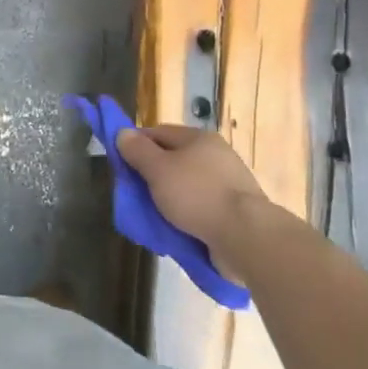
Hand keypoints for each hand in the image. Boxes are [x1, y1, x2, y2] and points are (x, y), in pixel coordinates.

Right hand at [116, 125, 272, 279]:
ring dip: (170, 199)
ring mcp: (228, 184)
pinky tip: (177, 229)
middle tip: (135, 194)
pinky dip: (187, 216)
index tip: (122, 164)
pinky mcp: (235, 211)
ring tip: (154, 217)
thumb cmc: (197, 195)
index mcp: (199, 138)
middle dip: (153, 176)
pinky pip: (201, 208)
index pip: (159, 132)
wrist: (245, 236)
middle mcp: (216, 155)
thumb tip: (123, 132)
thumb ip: (138, 151)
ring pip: (187, 187)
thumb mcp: (158, 170)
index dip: (137, 144)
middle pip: (174, 160)